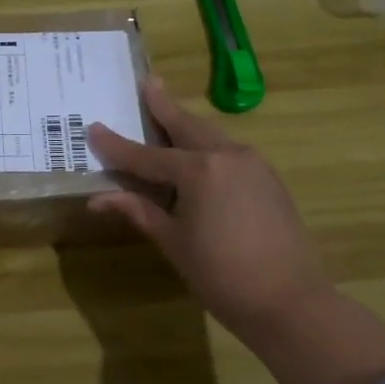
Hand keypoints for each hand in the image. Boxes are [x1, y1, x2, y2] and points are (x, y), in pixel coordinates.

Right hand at [87, 76, 328, 346]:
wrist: (291, 302)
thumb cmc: (222, 276)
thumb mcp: (174, 243)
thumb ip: (140, 212)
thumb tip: (99, 199)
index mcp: (199, 171)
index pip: (147, 156)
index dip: (117, 146)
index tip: (94, 128)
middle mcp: (228, 156)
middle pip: (187, 126)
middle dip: (165, 106)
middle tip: (149, 82)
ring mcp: (254, 165)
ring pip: (212, 136)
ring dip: (188, 124)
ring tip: (170, 111)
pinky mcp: (270, 180)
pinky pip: (231, 152)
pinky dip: (208, 146)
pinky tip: (200, 153)